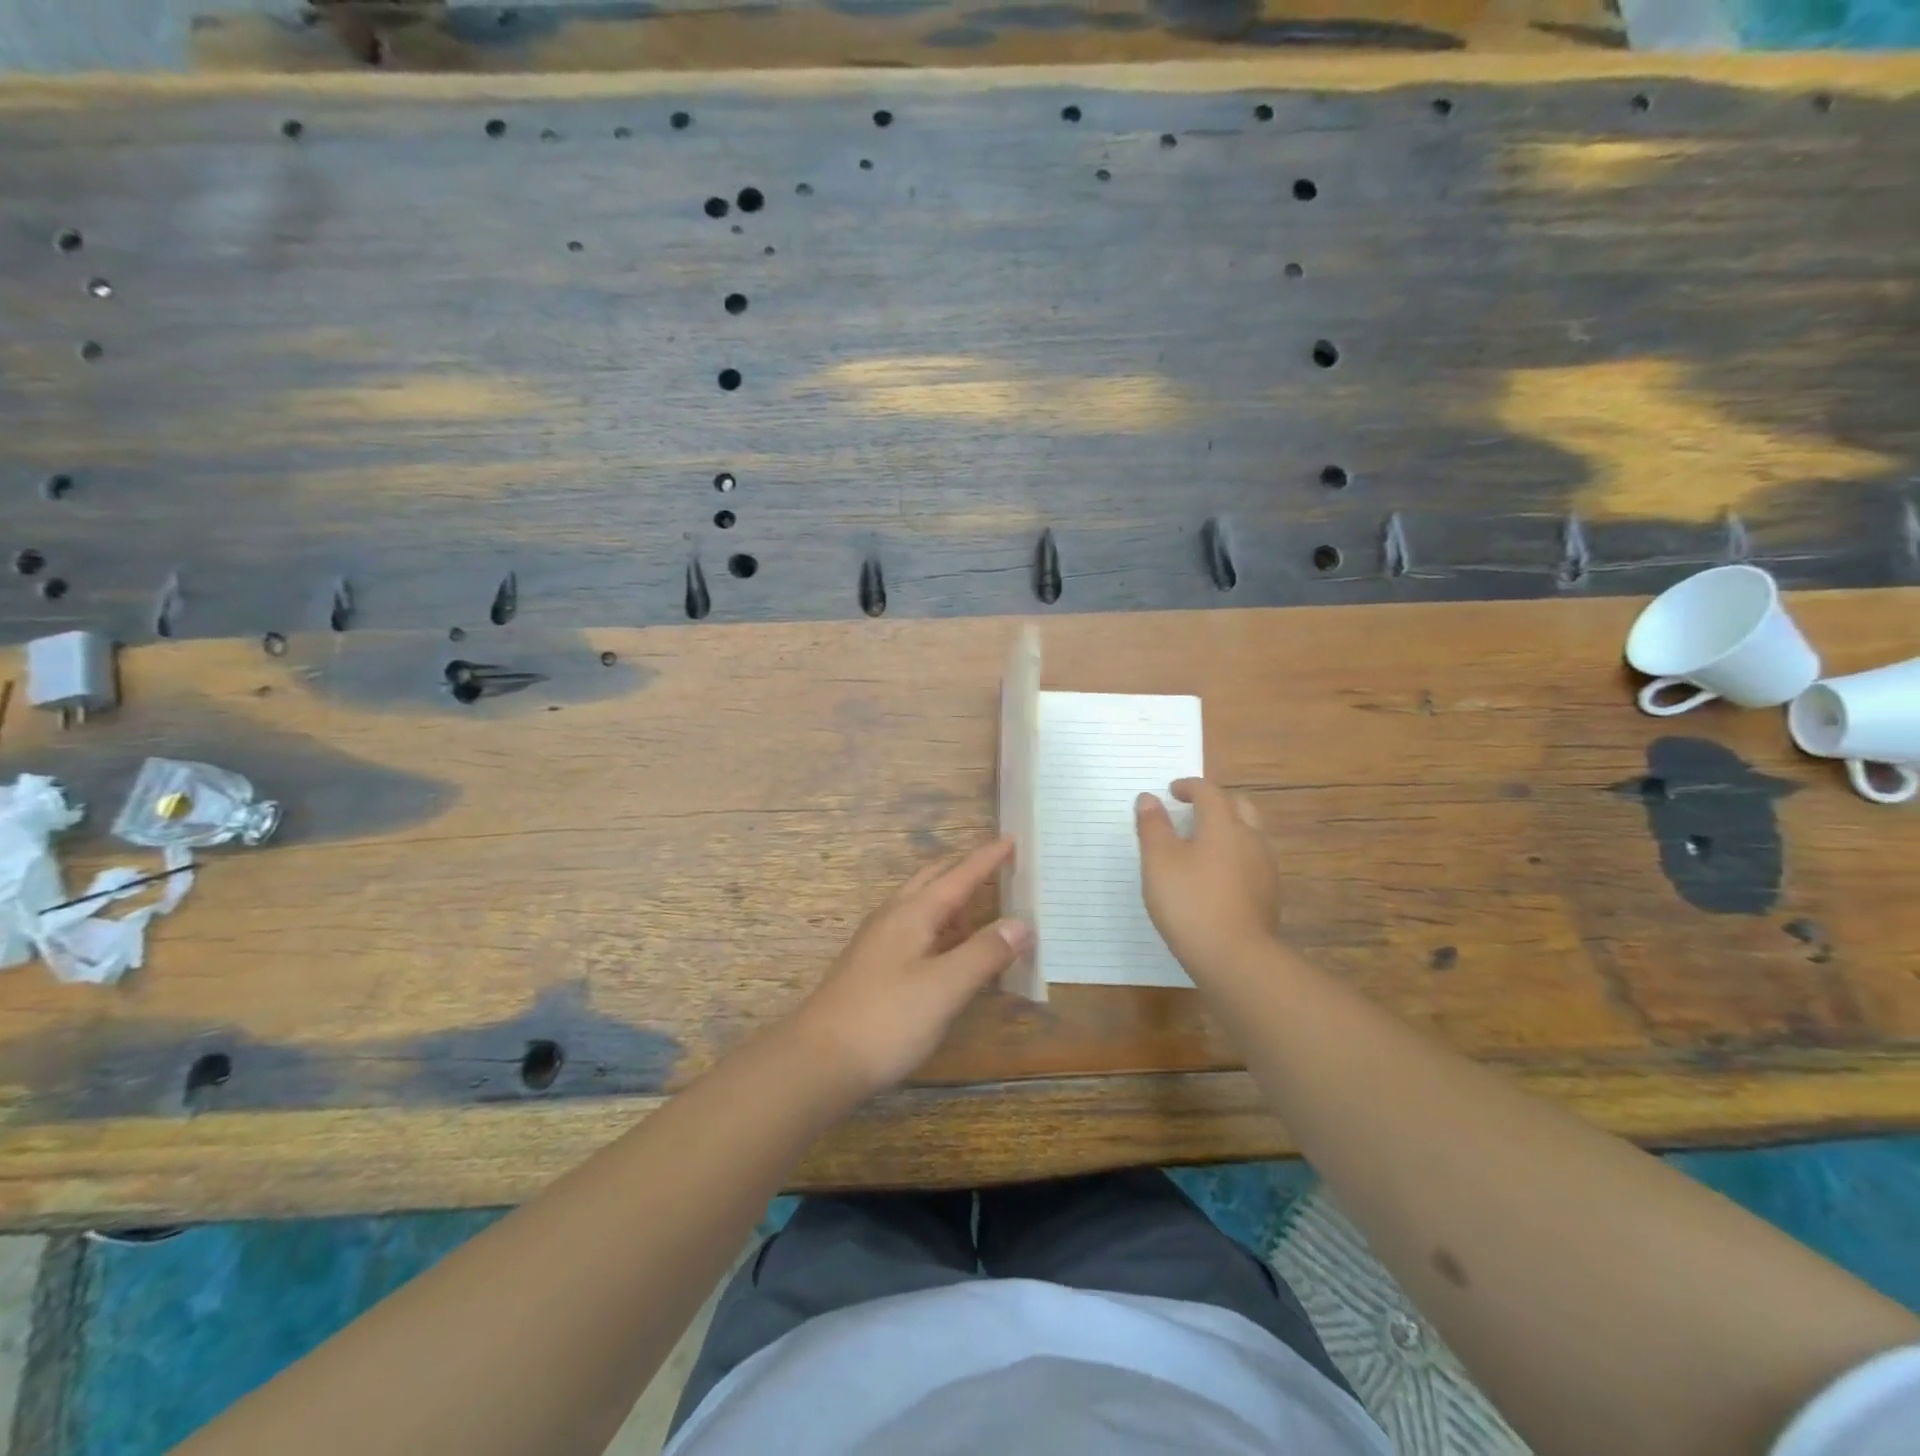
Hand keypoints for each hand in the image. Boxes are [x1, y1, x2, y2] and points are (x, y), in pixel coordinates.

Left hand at [790, 836, 1031, 1098]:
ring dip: (951, 899)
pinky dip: (939, 926)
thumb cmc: (887, 1019)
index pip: (958, 875)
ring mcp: (878, 941)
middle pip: (934, 880)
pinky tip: (947, 951)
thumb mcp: (945, 987)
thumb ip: (984, 953)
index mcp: (913, 913)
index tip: (1011, 839)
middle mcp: (893, 917)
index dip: (986, 858)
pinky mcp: (872, 966)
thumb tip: (1021, 923)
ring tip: (980, 909)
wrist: (818, 1060)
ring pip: (921, 904)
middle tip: (997, 865)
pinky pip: (913, 929)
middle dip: (965, 868)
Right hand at [1135, 778, 1280, 979]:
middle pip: (1239, 807)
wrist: (1235, 957)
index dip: (1189, 786)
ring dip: (1227, 829)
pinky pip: (1251, 861)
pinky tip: (1215, 877)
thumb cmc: (1190, 901)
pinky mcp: (1268, 895)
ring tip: (1201, 845)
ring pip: (1249, 834)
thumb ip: (1153, 826)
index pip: (1209, 792)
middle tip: (1192, 811)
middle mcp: (1250, 839)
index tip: (1172, 791)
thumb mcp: (1159, 861)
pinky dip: (1233, 856)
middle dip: (1215, 803)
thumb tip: (1149, 798)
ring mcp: (1264, 868)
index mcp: (1224, 824)